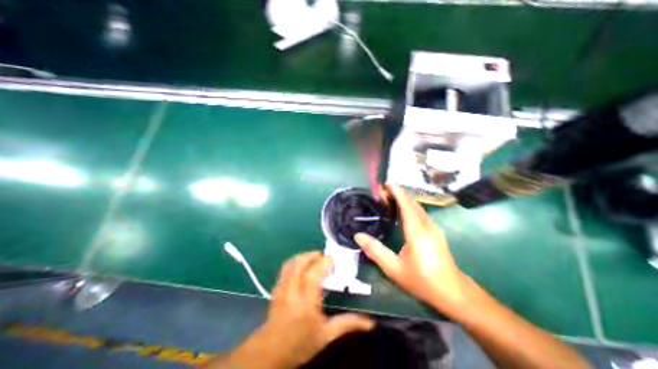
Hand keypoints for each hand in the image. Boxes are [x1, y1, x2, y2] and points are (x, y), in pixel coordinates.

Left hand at [224, 252, 371, 366]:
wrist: (270, 353)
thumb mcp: (326, 335)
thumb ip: (347, 324)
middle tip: (324, 256)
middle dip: (312, 255)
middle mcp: (292, 291)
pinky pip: (285, 268)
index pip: (313, 276)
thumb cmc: (300, 343)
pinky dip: (295, 261)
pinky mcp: (276, 288)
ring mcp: (281, 288)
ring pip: (291, 263)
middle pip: (300, 264)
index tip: (333, 258)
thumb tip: (370, 322)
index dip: (323, 263)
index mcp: (305, 303)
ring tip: (314, 257)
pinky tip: (302, 264)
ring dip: (303, 256)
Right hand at [355, 185, 473, 313]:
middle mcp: (428, 226)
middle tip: (383, 191)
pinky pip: (422, 213)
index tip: (386, 184)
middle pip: (413, 203)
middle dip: (399, 194)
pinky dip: (411, 207)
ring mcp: (435, 228)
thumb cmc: (422, 281)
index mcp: (417, 232)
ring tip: (391, 197)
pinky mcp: (437, 232)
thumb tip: (358, 236)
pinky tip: (404, 211)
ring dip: (405, 199)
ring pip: (419, 207)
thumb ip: (375, 251)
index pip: (406, 206)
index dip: (397, 193)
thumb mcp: (394, 269)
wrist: (453, 293)